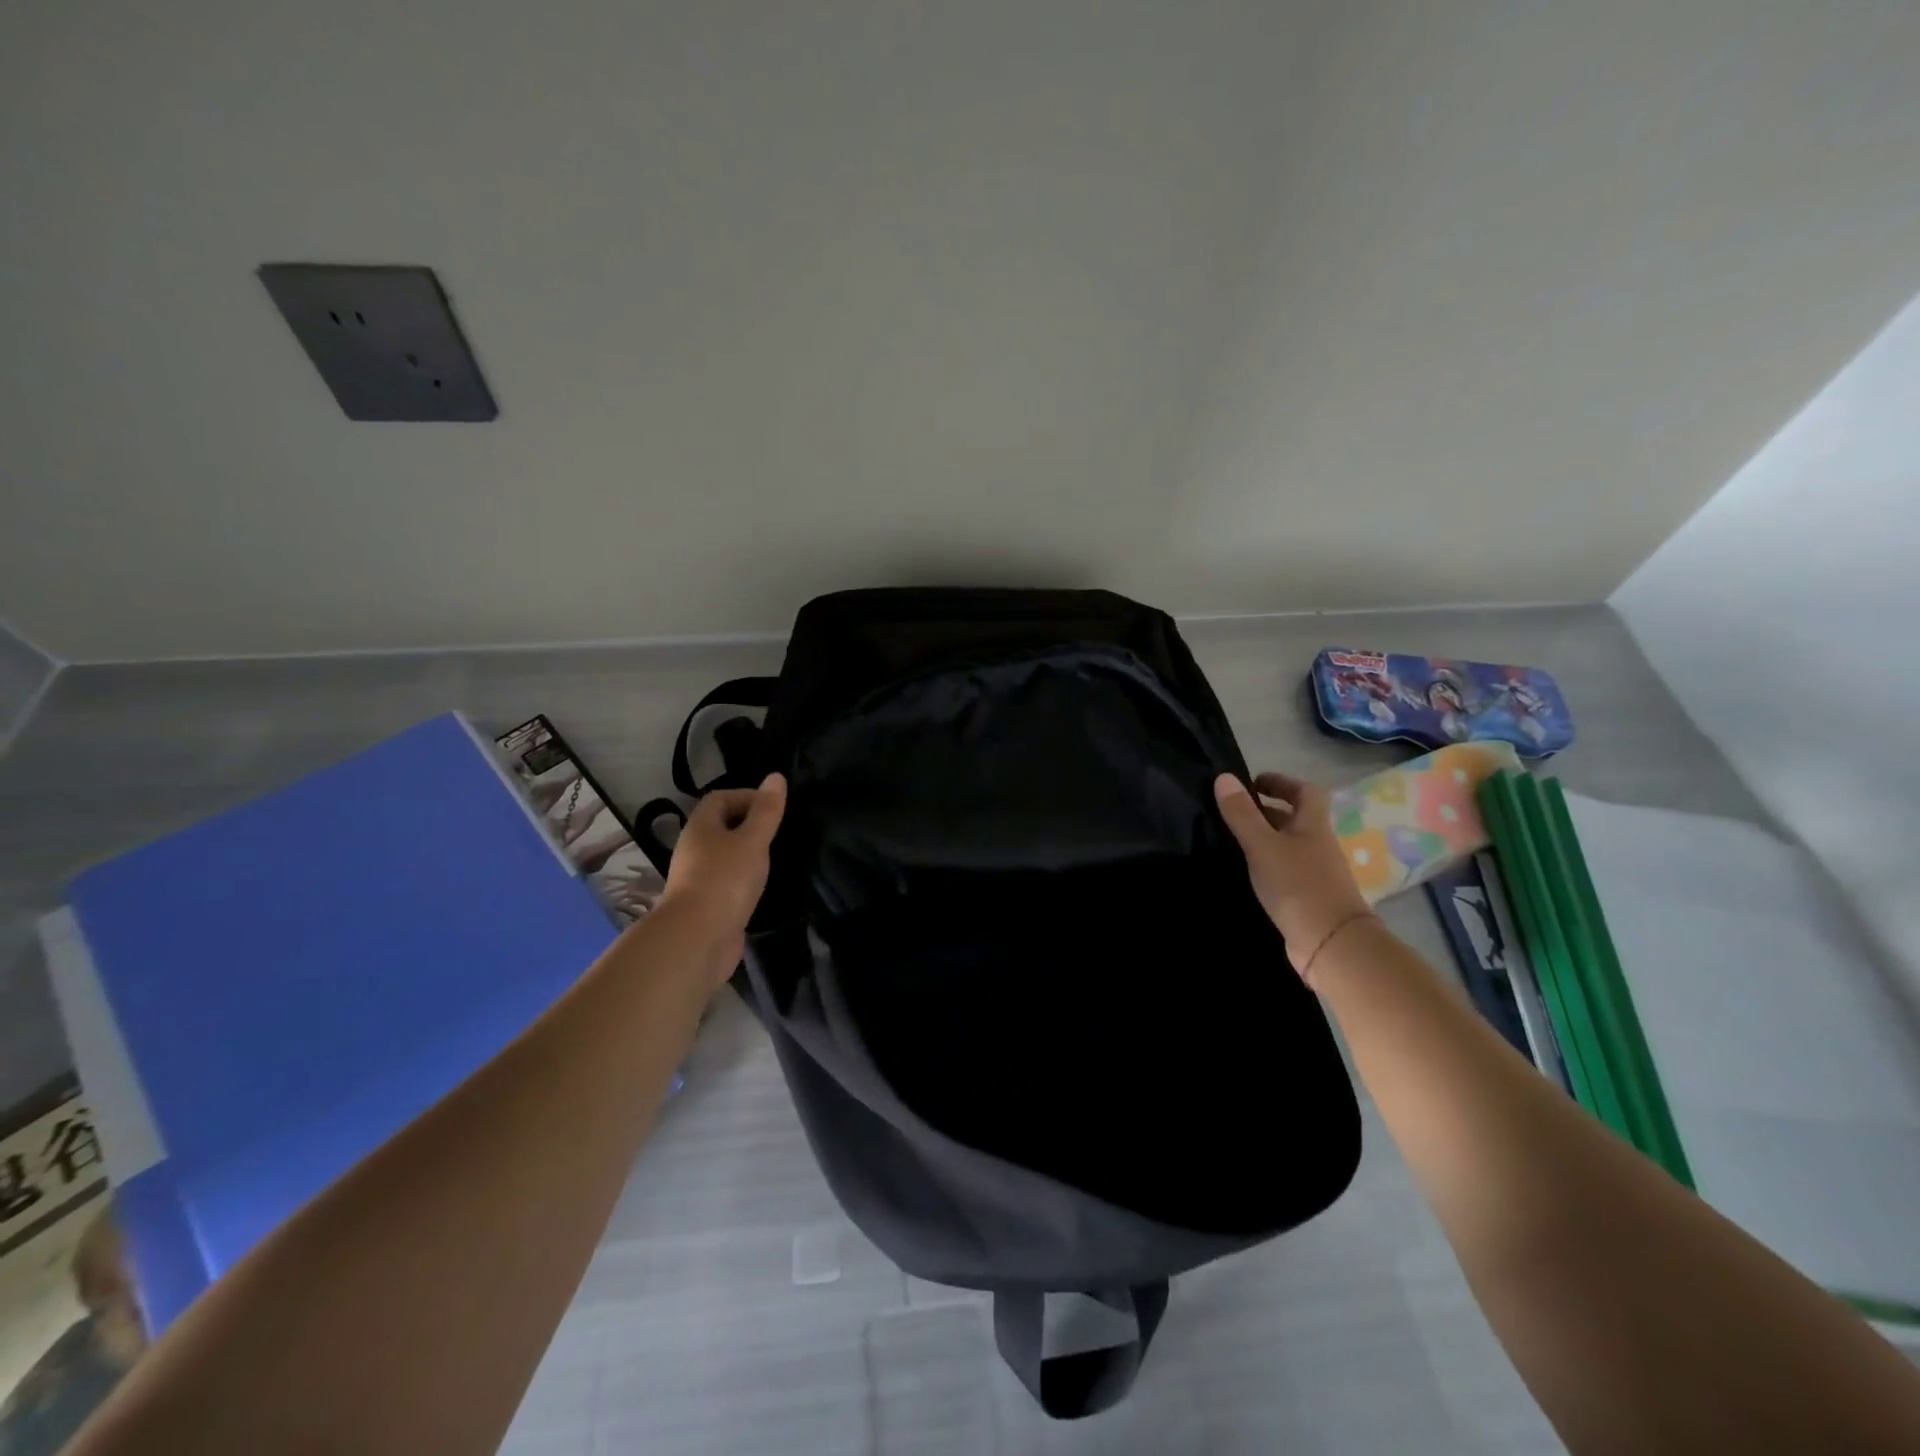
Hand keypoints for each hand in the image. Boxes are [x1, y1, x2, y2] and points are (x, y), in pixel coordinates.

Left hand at [659, 773, 786, 968]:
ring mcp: (698, 878)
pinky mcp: (707, 904)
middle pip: (721, 826)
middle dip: (749, 825)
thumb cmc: (725, 880)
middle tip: (779, 833)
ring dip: (747, 854)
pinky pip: (727, 881)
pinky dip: (744, 879)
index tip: (774, 809)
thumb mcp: (753, 840)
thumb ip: (767, 811)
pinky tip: (762, 887)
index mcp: (701, 827)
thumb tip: (776, 776)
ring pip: (725, 855)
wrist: (697, 938)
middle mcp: (694, 849)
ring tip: (775, 859)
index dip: (747, 796)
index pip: (720, 798)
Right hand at [1214, 772, 1372, 982]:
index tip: (1253, 783)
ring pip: (1290, 846)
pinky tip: (1247, 874)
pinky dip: (1267, 866)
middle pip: (1296, 819)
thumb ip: (1242, 814)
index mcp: (1313, 825)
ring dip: (1266, 839)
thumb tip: (1224, 777)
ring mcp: (1317, 873)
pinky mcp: (1309, 898)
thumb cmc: (1298, 885)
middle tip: (1234, 813)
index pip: (1305, 791)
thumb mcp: (1262, 845)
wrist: (1331, 944)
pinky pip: (1286, 871)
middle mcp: (1319, 845)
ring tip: (1232, 841)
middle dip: (1268, 812)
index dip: (1282, 782)